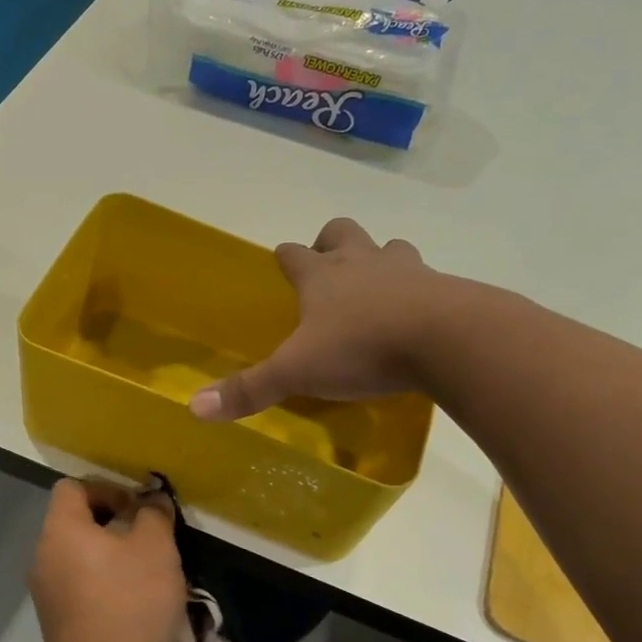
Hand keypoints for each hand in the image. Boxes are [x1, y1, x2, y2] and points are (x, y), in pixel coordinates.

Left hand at [28, 479, 186, 641]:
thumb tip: (151, 502)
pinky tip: (132, 604)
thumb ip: (154, 515)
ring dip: (110, 556)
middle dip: (114, 524)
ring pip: (79, 556)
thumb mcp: (156, 548)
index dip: (107, 489)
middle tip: (149, 539)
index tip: (138, 508)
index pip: (73, 487)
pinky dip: (102, 584)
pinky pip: (79, 586)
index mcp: (61, 529)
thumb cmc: (130, 602)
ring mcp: (45, 591)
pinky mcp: (55, 621)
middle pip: (76, 521)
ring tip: (146, 573)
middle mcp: (43, 554)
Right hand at [191, 217, 444, 421]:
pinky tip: (417, 317)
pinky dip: (419, 291)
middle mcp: (361, 263)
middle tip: (327, 271)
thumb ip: (249, 390)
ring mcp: (407, 270)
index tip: (281, 264)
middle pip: (341, 233)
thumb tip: (194, 408)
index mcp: (322, 277)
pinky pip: (428, 279)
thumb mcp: (297, 373)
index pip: (293, 254)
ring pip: (389, 248)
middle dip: (330, 243)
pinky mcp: (445, 288)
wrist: (447, 339)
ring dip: (380, 261)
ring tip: (376, 291)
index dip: (285, 257)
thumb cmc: (361, 348)